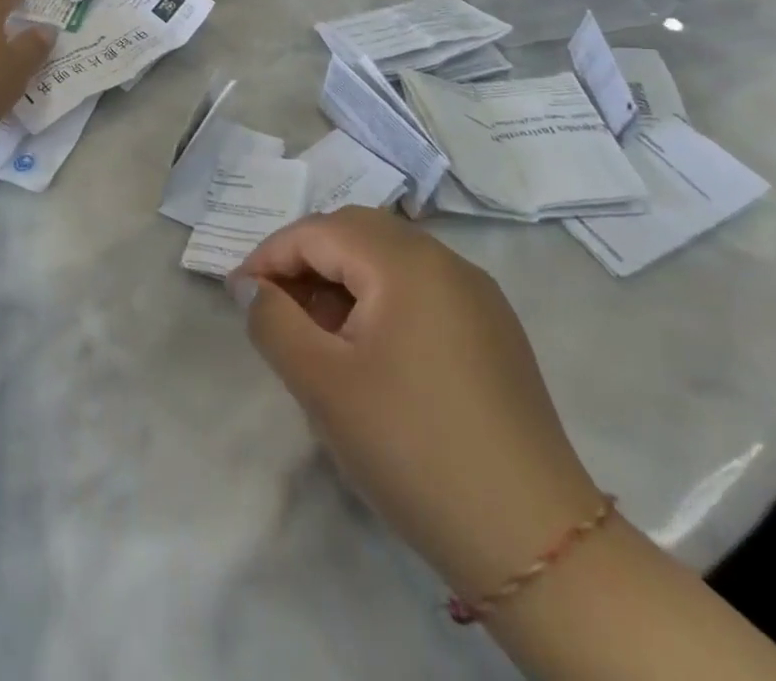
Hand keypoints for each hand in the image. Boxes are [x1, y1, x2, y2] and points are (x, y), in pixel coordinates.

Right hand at [234, 208, 602, 600]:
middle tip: (274, 304)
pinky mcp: (493, 330)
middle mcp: (445, 262)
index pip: (318, 232)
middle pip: (355, 231)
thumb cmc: (412, 448)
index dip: (270, 255)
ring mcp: (476, 295)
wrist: (536, 543)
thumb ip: (272, 320)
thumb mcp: (321, 383)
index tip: (238, 294)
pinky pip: (419, 287)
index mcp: (405, 263)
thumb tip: (248, 286)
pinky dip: (379, 297)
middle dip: (305, 259)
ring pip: (388, 257)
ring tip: (315, 330)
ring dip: (341, 278)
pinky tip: (367, 347)